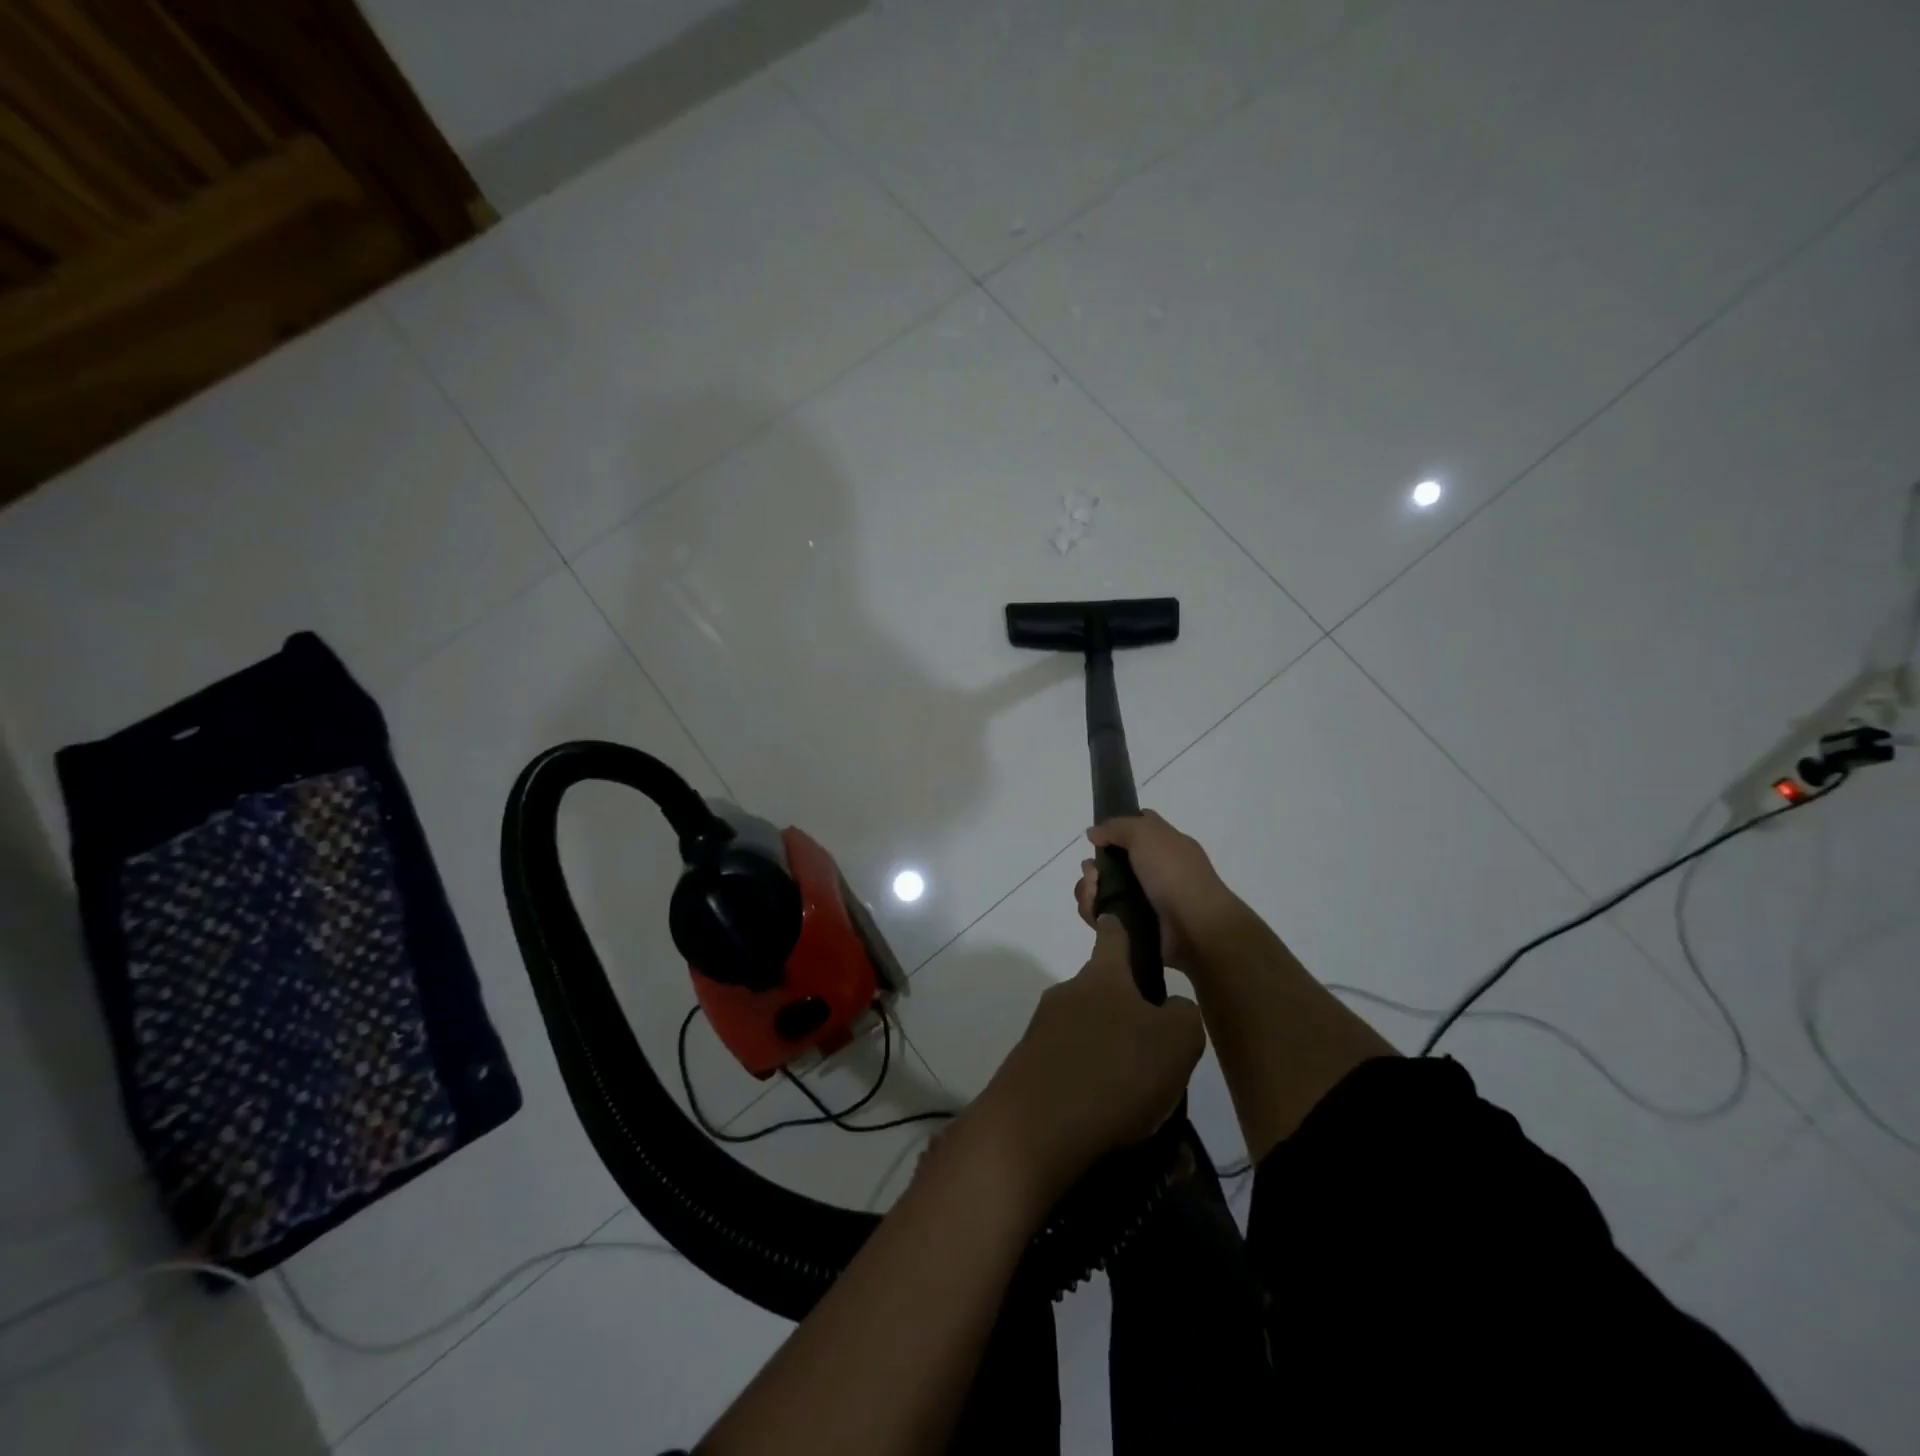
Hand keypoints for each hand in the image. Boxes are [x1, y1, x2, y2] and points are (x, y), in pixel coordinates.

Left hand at [962, 916, 1204, 1208]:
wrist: (1035, 1128)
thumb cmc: (1114, 1071)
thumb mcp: (1177, 1040)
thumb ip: (1183, 1015)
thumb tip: (1171, 1009)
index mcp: (1102, 977)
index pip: (1112, 937)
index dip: (1118, 926)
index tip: (1114, 916)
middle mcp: (1067, 994)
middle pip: (1100, 991)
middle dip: (1125, 1012)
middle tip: (1155, 1049)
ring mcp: (1042, 1030)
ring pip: (1085, 1032)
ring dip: (1108, 1053)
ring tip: (1138, 1097)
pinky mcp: (1028, 1067)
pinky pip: (1070, 1067)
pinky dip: (1090, 1084)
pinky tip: (1109, 1119)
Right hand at [1074, 811, 1240, 971]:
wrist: (1196, 928)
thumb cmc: (1174, 874)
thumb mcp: (1147, 834)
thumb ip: (1117, 827)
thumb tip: (1093, 833)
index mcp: (1163, 846)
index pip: (1135, 829)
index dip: (1115, 829)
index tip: (1098, 838)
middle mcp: (1152, 871)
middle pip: (1109, 863)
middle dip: (1092, 867)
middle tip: (1093, 874)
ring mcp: (1142, 900)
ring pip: (1101, 890)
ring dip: (1088, 890)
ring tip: (1093, 895)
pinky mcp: (1132, 927)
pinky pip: (1103, 917)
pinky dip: (1094, 913)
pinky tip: (1097, 914)